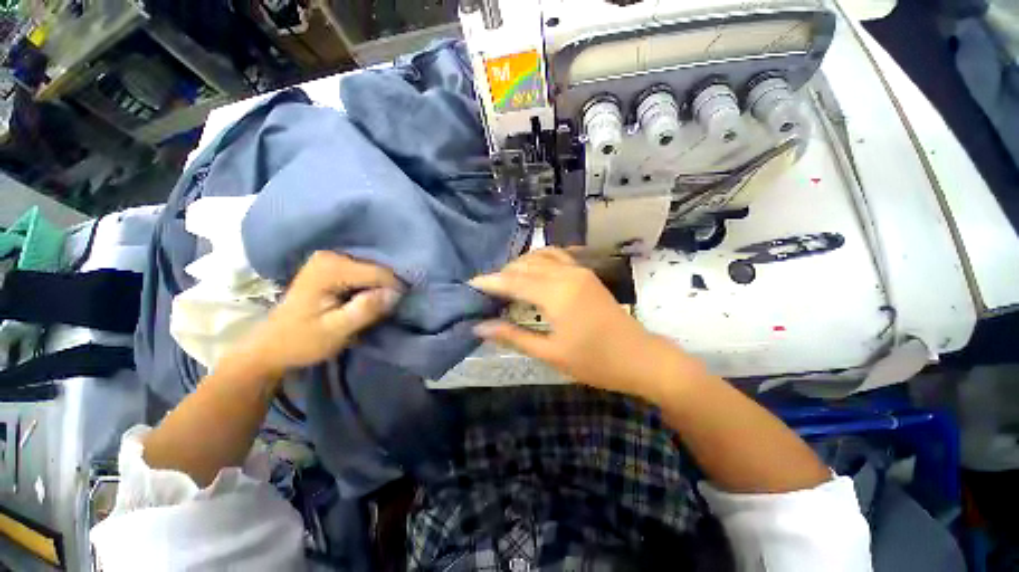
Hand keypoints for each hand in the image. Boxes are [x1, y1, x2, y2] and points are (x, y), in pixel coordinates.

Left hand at [234, 251, 401, 379]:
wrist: (271, 346)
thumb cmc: (301, 341)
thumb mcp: (336, 330)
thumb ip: (365, 310)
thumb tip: (396, 293)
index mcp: (331, 267)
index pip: (379, 273)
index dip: (392, 292)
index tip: (393, 311)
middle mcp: (332, 255)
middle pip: (377, 270)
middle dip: (385, 290)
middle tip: (381, 312)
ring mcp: (331, 259)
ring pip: (373, 272)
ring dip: (379, 290)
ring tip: (374, 309)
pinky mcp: (332, 266)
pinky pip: (364, 274)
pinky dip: (370, 288)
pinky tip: (365, 301)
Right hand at [469, 248, 700, 401]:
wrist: (640, 357)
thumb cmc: (595, 362)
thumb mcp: (551, 353)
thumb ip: (514, 336)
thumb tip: (480, 327)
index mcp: (556, 294)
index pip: (513, 281)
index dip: (490, 282)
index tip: (470, 284)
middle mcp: (566, 274)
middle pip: (525, 265)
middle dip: (502, 274)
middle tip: (487, 290)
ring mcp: (579, 271)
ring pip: (540, 257)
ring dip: (520, 265)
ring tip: (506, 281)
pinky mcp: (586, 273)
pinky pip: (557, 256)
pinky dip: (539, 259)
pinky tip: (533, 270)